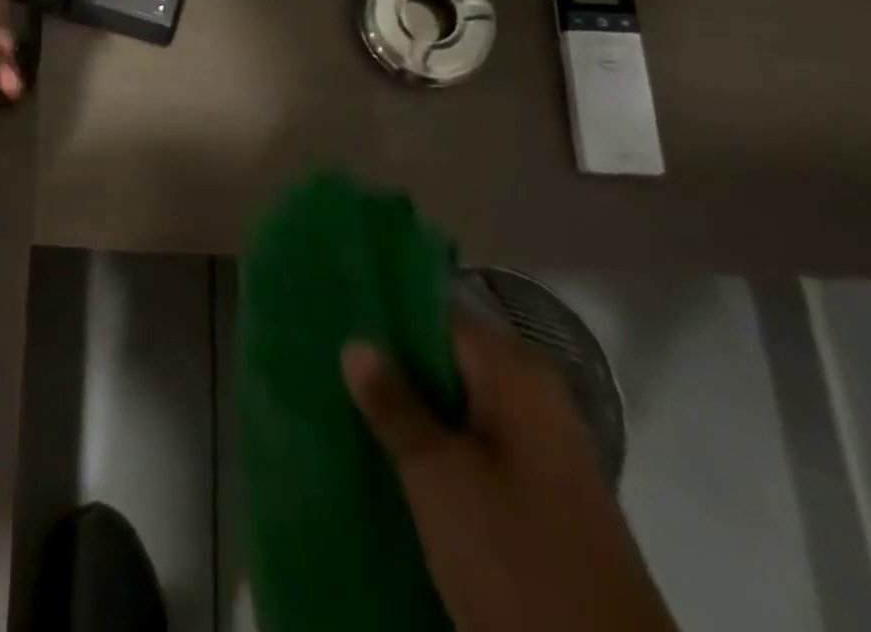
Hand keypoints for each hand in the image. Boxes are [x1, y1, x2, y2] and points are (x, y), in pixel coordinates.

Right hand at [342, 314, 676, 631]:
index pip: (437, 313)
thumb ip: (395, 404)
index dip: (385, 314)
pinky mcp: (540, 494)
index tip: (336, 321)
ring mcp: (541, 447)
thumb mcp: (439, 478)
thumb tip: (356, 343)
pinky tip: (391, 457)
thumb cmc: (517, 558)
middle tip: (329, 366)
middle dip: (392, 365)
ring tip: (347, 407)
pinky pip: (473, 445)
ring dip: (410, 409)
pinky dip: (435, 446)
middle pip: (446, 358)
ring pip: (457, 405)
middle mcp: (533, 395)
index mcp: (515, 371)